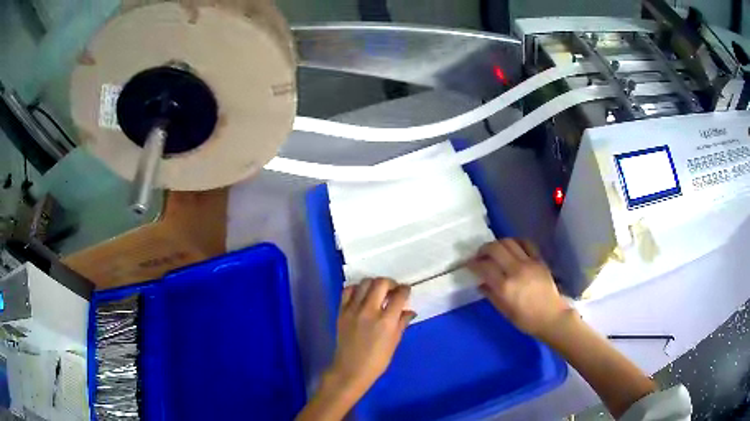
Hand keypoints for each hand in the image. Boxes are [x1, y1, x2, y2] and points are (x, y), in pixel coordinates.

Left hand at [328, 278, 415, 396]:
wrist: (351, 369)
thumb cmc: (377, 360)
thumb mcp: (394, 342)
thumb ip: (402, 323)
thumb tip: (409, 311)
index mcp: (386, 321)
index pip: (399, 296)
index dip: (405, 290)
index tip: (406, 291)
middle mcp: (369, 311)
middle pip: (381, 283)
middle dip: (391, 283)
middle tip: (393, 289)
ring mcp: (353, 309)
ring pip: (364, 283)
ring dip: (374, 284)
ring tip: (378, 291)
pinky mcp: (341, 311)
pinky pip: (348, 291)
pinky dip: (356, 289)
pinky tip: (362, 295)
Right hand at [467, 239, 570, 339]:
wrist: (551, 316)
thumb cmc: (526, 320)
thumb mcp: (504, 311)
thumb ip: (491, 295)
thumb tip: (481, 283)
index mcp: (505, 287)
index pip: (484, 266)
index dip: (473, 263)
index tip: (469, 264)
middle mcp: (516, 271)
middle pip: (495, 248)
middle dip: (483, 249)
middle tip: (479, 255)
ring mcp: (529, 263)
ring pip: (509, 242)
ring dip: (498, 244)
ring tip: (494, 251)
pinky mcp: (539, 260)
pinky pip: (526, 243)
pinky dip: (516, 242)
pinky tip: (512, 248)